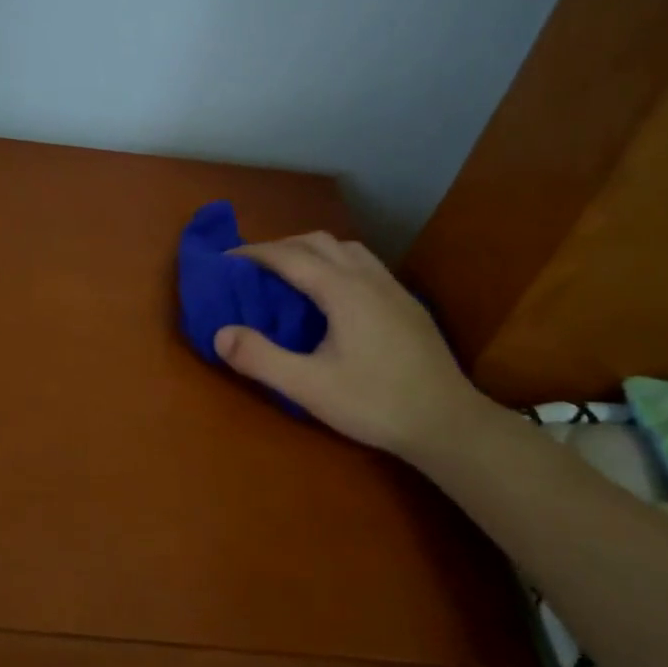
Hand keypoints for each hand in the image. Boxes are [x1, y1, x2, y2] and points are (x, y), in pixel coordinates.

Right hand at [214, 233, 484, 458]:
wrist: (448, 424)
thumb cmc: (375, 403)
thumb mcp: (308, 387)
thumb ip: (260, 358)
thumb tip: (219, 333)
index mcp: (343, 291)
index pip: (289, 256)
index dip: (254, 253)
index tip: (225, 260)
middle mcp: (368, 278)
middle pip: (318, 242)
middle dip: (280, 246)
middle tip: (253, 269)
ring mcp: (393, 289)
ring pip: (346, 249)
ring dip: (311, 251)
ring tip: (290, 276)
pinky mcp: (407, 305)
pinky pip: (364, 265)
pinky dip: (336, 264)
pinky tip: (333, 296)